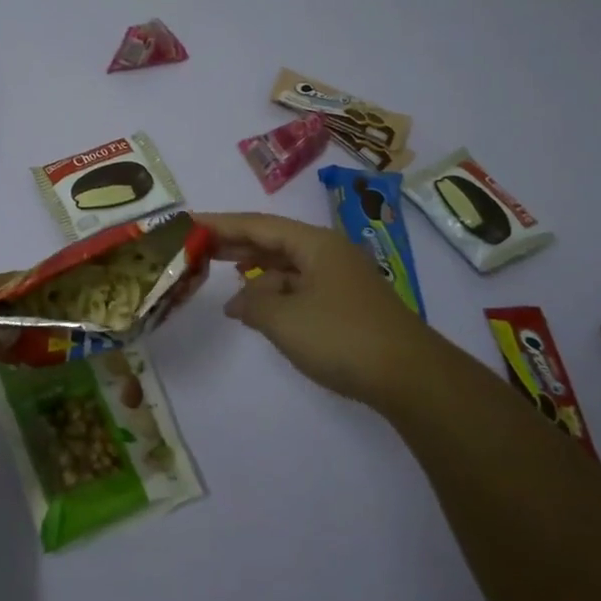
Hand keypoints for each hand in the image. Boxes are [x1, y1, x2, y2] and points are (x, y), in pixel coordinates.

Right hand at [200, 212, 446, 407]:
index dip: (220, 224)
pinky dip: (274, 294)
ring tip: (220, 280)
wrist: (411, 377)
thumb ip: (252, 303)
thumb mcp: (284, 319)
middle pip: (272, 240)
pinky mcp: (346, 304)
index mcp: (314, 243)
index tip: (188, 223)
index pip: (257, 224)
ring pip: (286, 266)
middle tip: (196, 246)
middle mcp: (327, 253)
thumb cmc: (342, 337)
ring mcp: (340, 279)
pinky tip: (257, 310)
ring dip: (254, 273)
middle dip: (235, 244)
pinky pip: (299, 287)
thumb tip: (239, 302)